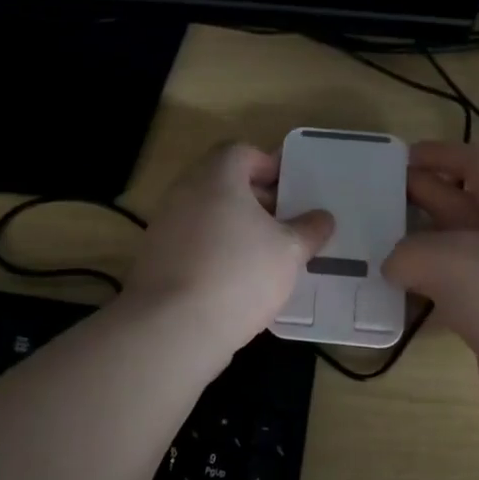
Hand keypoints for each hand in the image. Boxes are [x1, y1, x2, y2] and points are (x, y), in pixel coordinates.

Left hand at [124, 143, 334, 354]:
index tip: (291, 190)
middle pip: (222, 183)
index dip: (268, 166)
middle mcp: (184, 192)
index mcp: (217, 176)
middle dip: (255, 199)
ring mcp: (165, 226)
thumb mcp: (289, 251)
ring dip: (234, 228)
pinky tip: (237, 282)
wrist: (174, 327)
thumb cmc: (239, 274)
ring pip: (207, 215)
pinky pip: (192, 244)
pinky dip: (214, 252)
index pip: (241, 152)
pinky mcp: (155, 259)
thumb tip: (323, 218)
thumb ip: (309, 230)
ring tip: (265, 256)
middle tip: (284, 224)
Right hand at [383, 142, 478, 430]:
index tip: (400, 158)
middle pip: (461, 204)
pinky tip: (397, 296)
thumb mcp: (448, 260)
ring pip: (456, 249)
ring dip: (419, 246)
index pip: (474, 163)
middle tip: (375, 202)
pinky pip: (457, 289)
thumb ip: (408, 252)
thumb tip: (395, 266)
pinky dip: (428, 287)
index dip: (438, 155)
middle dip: (421, 197)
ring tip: (375, 247)